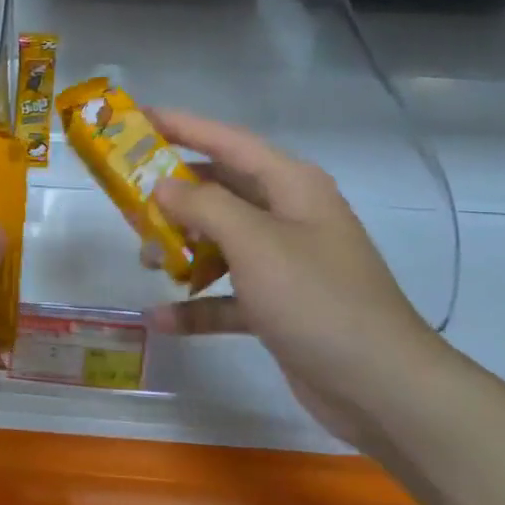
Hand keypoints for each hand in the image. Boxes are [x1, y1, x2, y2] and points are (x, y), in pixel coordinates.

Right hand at [145, 110, 448, 449]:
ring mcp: (283, 262)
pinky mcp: (277, 305)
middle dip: (172, 195)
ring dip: (180, 250)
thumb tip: (163, 185)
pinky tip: (161, 318)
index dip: (182, 126)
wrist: (380, 386)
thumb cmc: (316, 298)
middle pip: (219, 190)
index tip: (136, 118)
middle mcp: (287, 215)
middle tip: (124, 198)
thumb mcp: (255, 242)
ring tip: (143, 260)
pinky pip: (225, 294)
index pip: (227, 141)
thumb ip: (204, 206)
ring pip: (218, 241)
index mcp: (290, 186)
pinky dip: (196, 305)